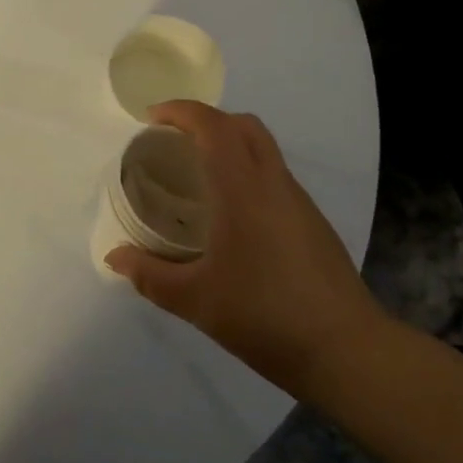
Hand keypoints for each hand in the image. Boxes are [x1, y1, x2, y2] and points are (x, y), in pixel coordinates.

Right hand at [105, 101, 392, 402]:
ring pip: (263, 149)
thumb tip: (114, 258)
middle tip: (174, 143)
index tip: (151, 119)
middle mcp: (273, 183)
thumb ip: (149, 275)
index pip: (212, 125)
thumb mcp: (195, 300)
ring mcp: (299, 202)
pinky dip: (247, 174)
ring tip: (199, 178)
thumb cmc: (264, 315)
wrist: (348, 351)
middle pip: (243, 125)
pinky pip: (274, 177)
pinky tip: (232, 217)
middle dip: (206, 121)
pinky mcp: (313, 223)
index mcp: (242, 188)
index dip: (180, 111)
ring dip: (229, 146)